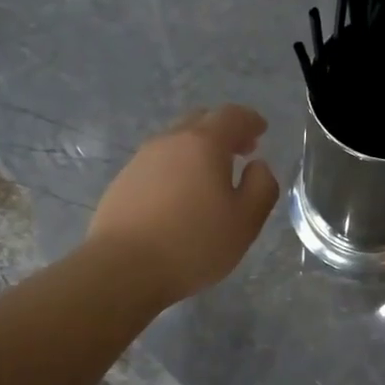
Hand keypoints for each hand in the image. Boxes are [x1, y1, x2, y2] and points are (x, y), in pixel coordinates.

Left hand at [88, 105, 280, 305]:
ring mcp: (140, 160)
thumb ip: (262, 186)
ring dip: (197, 152)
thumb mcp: (246, 221)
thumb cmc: (194, 243)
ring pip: (175, 143)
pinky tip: (180, 198)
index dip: (250, 120)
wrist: (123, 268)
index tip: (261, 130)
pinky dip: (176, 170)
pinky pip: (157, 165)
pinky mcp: (122, 183)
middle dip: (224, 132)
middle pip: (200, 122)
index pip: (231, 116)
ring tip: (211, 178)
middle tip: (241, 151)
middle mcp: (169, 142)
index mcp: (203, 143)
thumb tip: (258, 166)